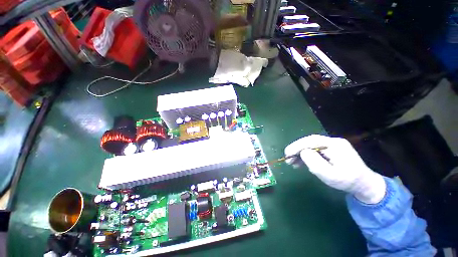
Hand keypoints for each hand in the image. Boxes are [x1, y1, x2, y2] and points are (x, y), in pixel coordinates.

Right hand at [284, 135, 385, 203]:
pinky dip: (305, 155)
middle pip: (309, 141)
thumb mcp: (331, 175)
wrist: (364, 184)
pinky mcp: (329, 150)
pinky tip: (300, 162)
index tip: (287, 154)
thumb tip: (303, 152)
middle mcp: (332, 141)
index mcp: (335, 144)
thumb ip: (315, 162)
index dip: (297, 146)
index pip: (311, 141)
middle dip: (296, 149)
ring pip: (309, 145)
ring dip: (299, 153)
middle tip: (287, 158)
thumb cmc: (348, 181)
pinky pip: (313, 150)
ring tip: (292, 163)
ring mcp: (331, 145)